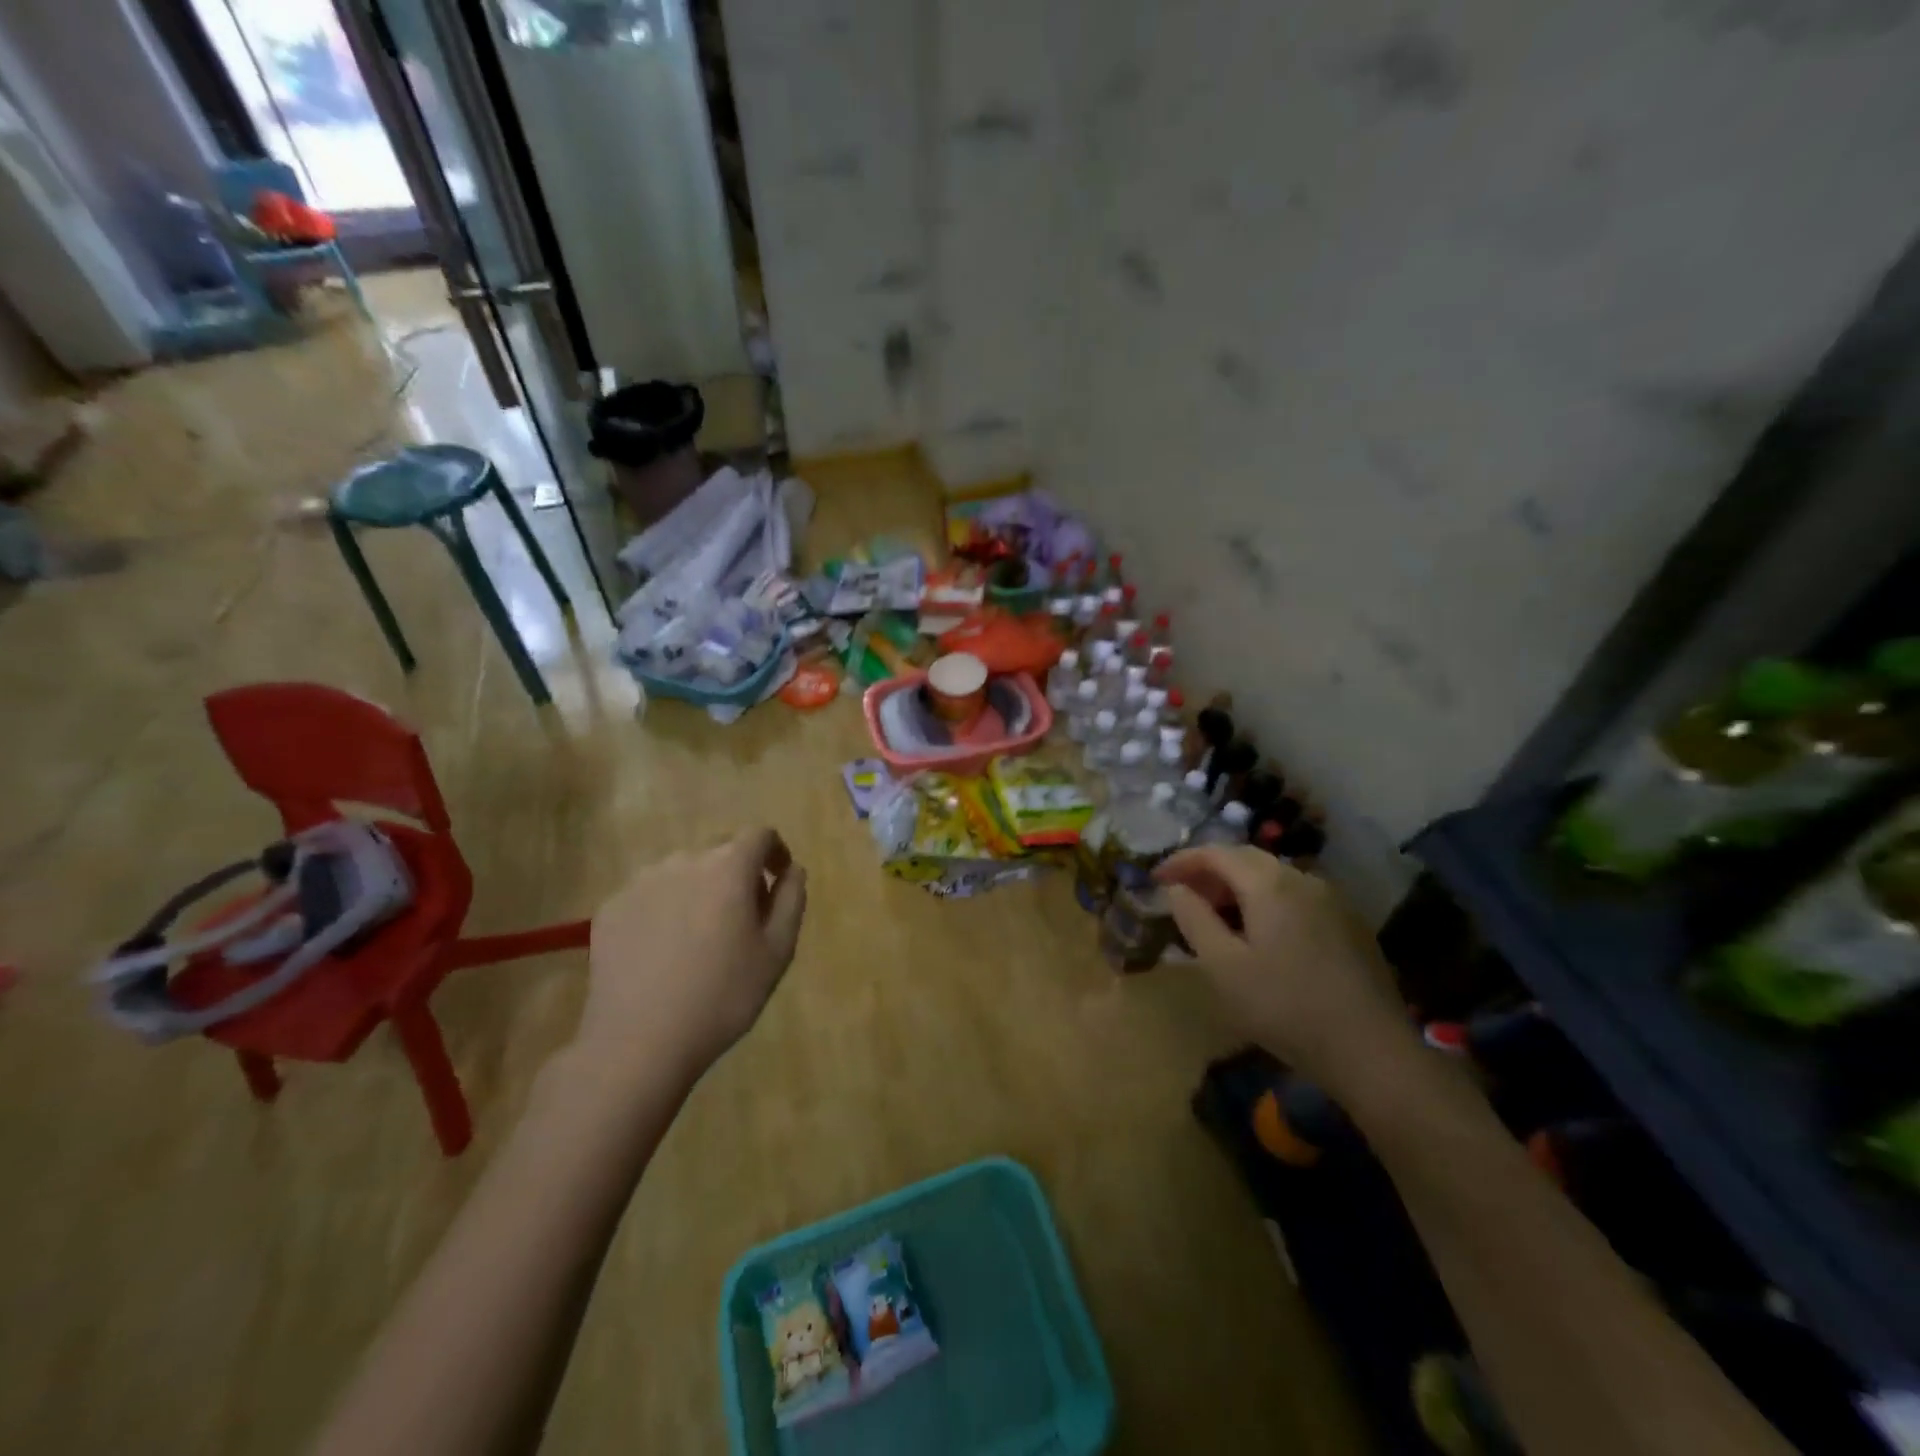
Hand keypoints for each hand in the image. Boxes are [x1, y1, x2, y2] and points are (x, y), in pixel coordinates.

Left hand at [577, 827, 807, 1088]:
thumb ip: (791, 901)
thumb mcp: (777, 952)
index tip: (778, 879)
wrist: (637, 1042)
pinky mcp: (611, 907)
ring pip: (683, 871)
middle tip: (742, 917)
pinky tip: (664, 950)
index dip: (775, 851)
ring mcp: (641, 882)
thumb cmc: (722, 996)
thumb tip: (792, 871)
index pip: (759, 834)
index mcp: (728, 867)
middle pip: (720, 849)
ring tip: (699, 936)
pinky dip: (665, 908)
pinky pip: (650, 894)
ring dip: (700, 889)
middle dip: (738, 872)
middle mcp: (684, 861)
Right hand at [1154, 847, 1410, 1091]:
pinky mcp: (1350, 924)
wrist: (1372, 1051)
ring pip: (1274, 878)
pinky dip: (1267, 903)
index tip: (1156, 879)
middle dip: (1209, 872)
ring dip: (1238, 889)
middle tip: (1183, 898)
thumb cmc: (1285, 1007)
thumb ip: (1193, 919)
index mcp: (1269, 883)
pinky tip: (1261, 937)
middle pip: (1246, 860)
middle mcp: (1302, 879)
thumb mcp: (1223, 967)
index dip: (1181, 861)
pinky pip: (1296, 898)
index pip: (1216, 852)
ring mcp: (1332, 900)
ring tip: (1217, 919)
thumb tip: (1176, 889)